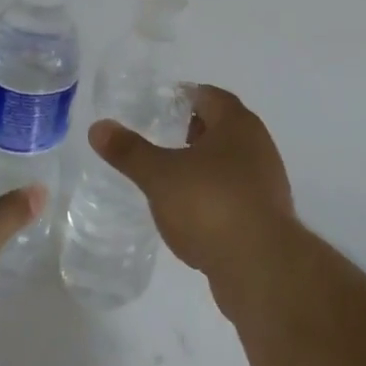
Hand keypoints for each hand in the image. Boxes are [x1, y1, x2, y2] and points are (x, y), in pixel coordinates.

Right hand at [90, 86, 294, 308]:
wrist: (261, 269)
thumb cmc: (211, 205)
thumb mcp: (160, 176)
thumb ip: (130, 151)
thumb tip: (98, 127)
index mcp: (238, 124)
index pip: (211, 96)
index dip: (184, 97)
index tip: (159, 106)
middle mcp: (258, 146)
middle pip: (223, 128)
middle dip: (193, 131)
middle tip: (161, 137)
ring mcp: (267, 184)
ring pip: (230, 163)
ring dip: (204, 165)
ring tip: (171, 176)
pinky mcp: (266, 218)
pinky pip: (235, 194)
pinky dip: (213, 195)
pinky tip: (191, 213)